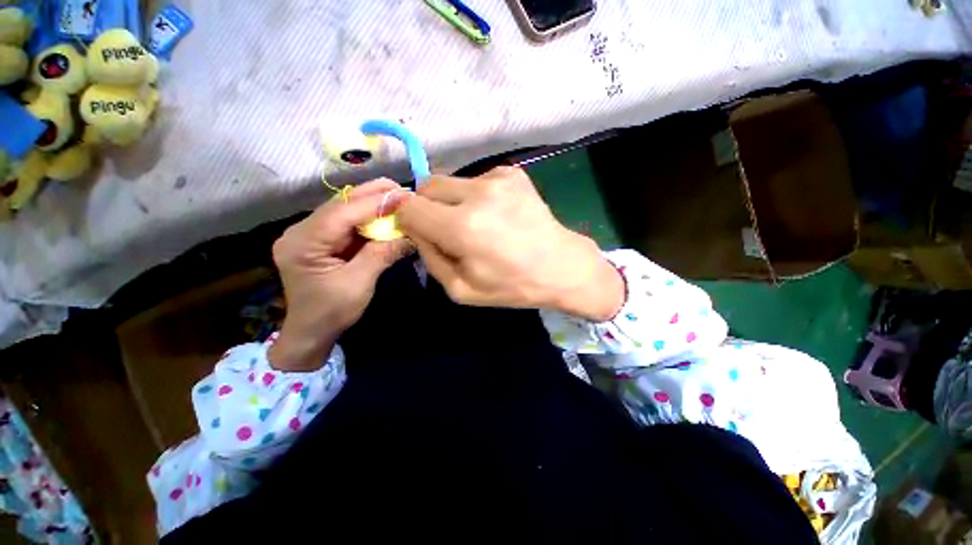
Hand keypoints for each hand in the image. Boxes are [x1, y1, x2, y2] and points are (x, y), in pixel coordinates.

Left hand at [269, 179, 412, 370]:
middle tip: (401, 189)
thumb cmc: (331, 312)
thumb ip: (382, 254)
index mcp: (303, 243)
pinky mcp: (321, 240)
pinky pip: (346, 223)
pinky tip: (385, 214)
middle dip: (372, 195)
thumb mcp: (359, 283)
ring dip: (371, 203)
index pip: (341, 213)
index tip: (403, 196)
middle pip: (340, 205)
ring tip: (397, 197)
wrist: (311, 331)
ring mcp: (310, 234)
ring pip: (344, 210)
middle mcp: (301, 231)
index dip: (374, 202)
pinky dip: (368, 218)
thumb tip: (411, 235)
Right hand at [397, 167, 624, 320]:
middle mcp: (477, 193)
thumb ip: (429, 257)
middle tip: (448, 229)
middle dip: (427, 206)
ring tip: (478, 223)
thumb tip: (414, 229)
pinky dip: (476, 196)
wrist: (561, 266)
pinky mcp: (512, 173)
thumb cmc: (512, 285)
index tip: (418, 230)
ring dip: (453, 201)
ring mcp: (497, 178)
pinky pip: (476, 179)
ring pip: (451, 181)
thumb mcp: (461, 289)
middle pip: (427, 186)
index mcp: (461, 227)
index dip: (407, 218)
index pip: (408, 206)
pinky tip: (497, 214)